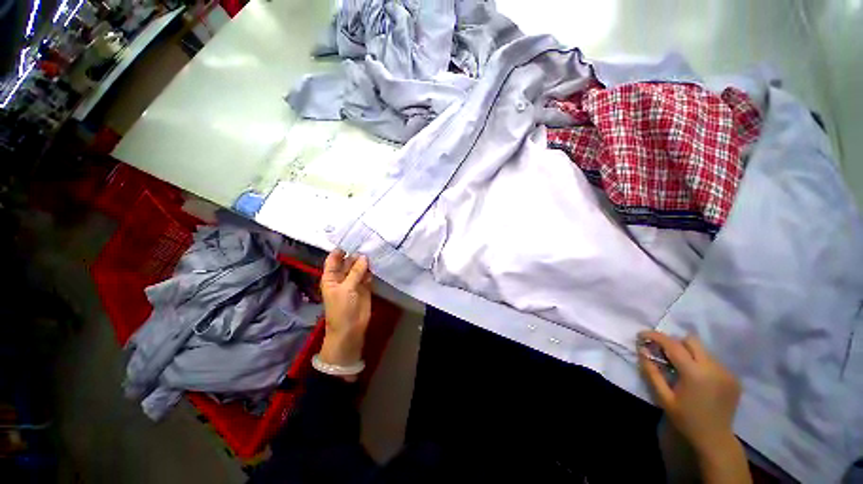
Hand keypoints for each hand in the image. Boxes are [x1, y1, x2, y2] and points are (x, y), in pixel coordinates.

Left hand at [319, 249, 372, 371]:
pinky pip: (367, 275)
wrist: (350, 329)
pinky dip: (371, 271)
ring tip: (374, 251)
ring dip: (365, 262)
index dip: (341, 250)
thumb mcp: (346, 289)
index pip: (334, 259)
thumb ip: (356, 272)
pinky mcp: (364, 287)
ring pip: (359, 268)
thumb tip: (364, 257)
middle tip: (368, 243)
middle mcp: (342, 277)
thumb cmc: (342, 308)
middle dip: (356, 254)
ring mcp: (354, 282)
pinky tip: (376, 265)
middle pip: (348, 262)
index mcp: (331, 277)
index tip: (352, 239)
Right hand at [638, 331, 741, 455]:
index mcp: (695, 373)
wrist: (715, 439)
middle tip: (664, 354)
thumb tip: (642, 350)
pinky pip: (713, 361)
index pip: (673, 345)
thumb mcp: (663, 397)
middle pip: (691, 341)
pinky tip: (698, 379)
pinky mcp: (733, 377)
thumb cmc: (686, 419)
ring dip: (688, 353)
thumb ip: (652, 372)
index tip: (641, 334)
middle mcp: (713, 368)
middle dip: (675, 343)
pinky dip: (701, 363)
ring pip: (703, 350)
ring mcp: (726, 372)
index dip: (655, 336)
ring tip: (682, 369)